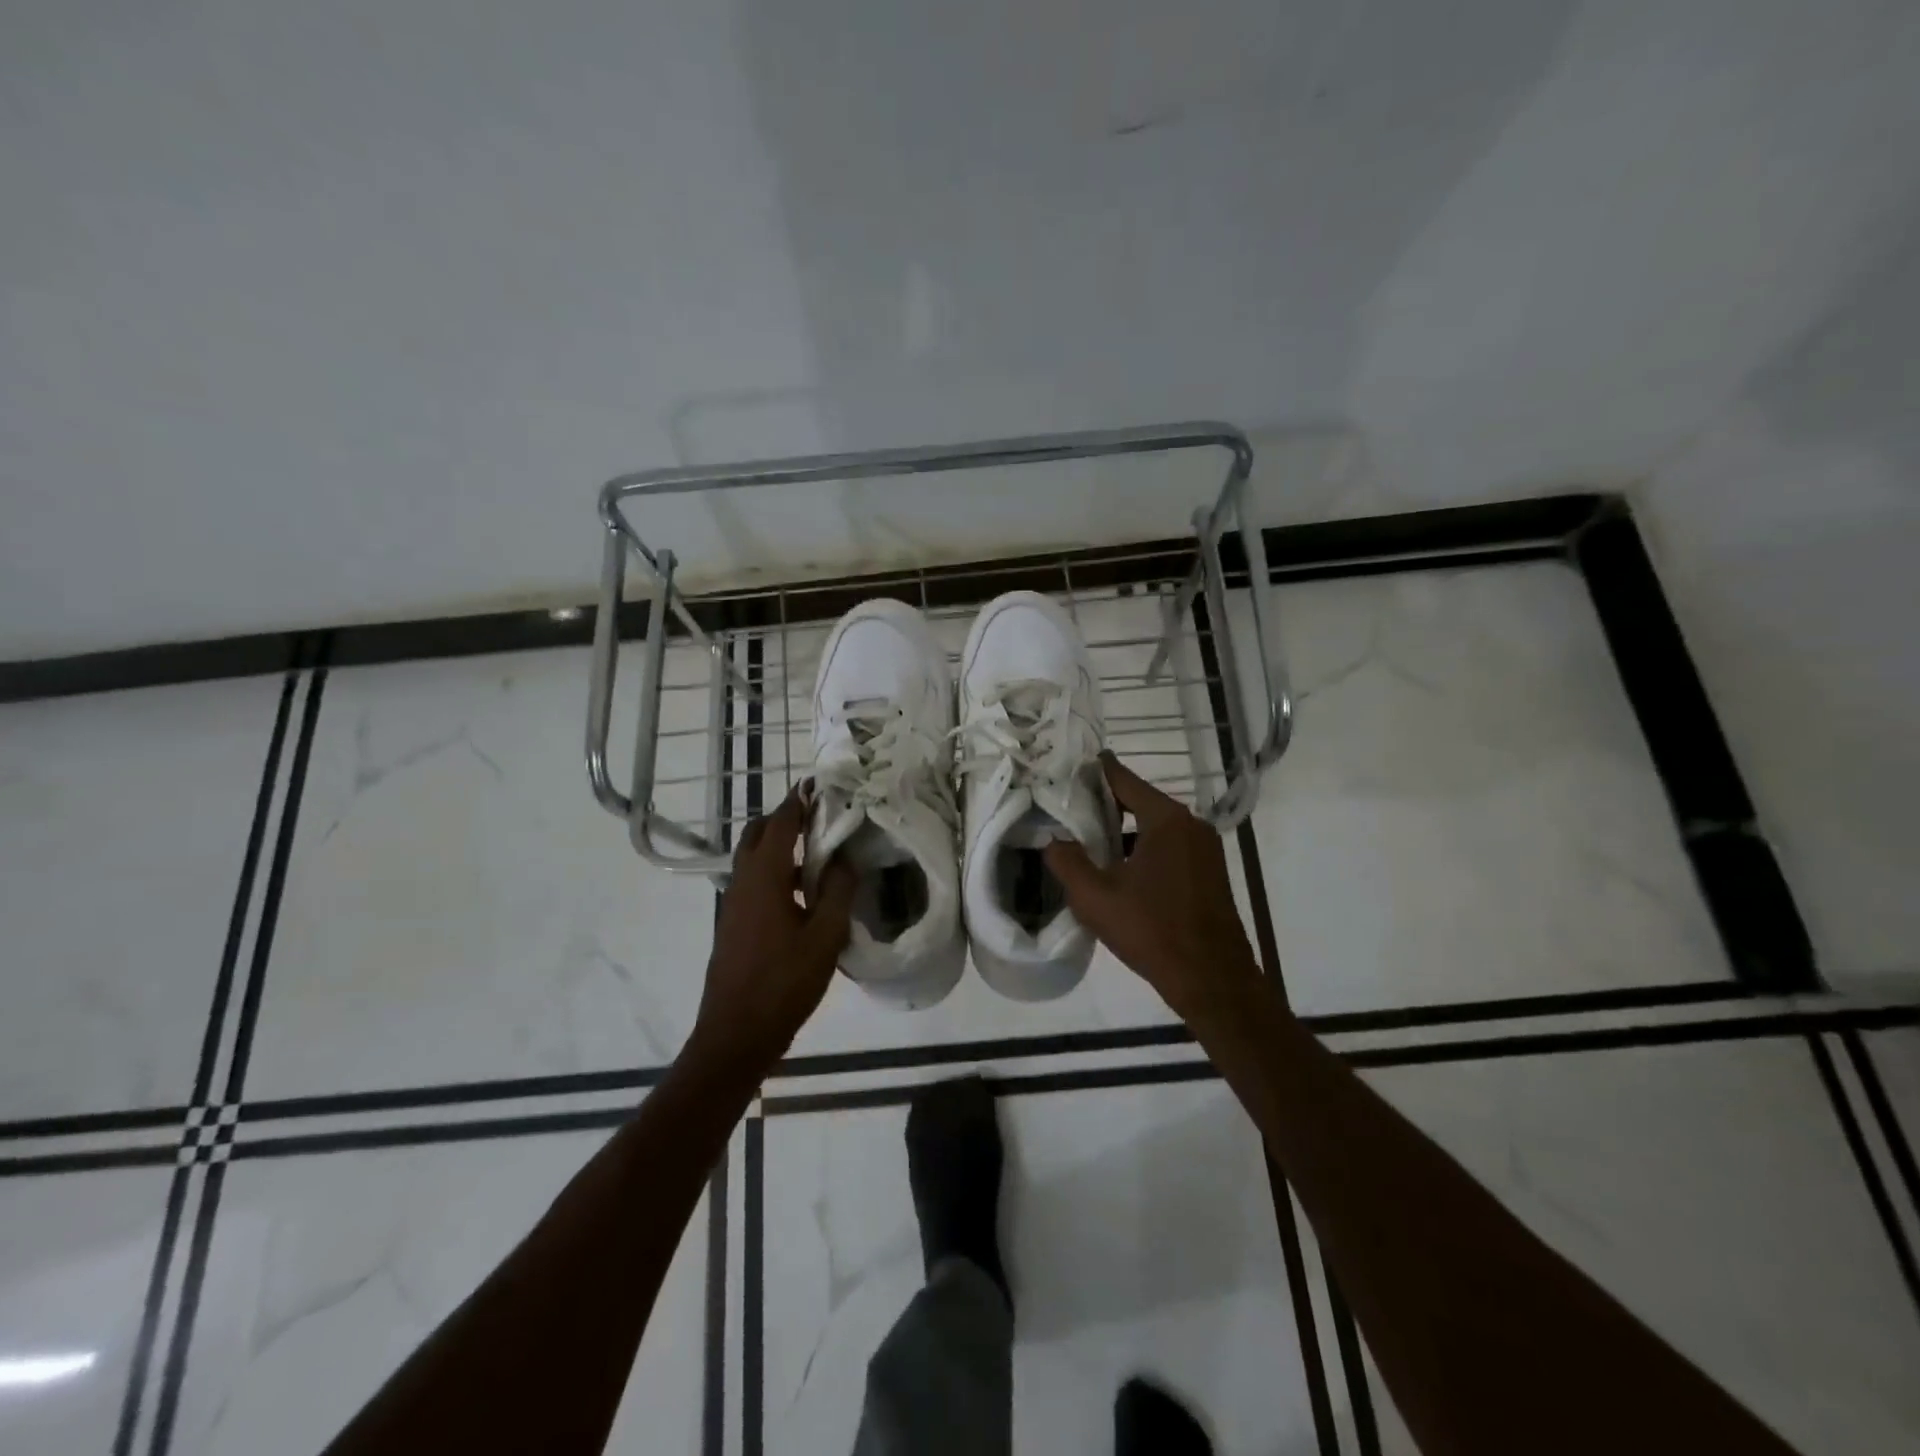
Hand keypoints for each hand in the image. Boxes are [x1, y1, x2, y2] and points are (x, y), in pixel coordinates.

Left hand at [688, 786, 855, 1073]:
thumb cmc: (784, 983)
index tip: (819, 784)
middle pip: (758, 834)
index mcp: (764, 877)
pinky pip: (754, 882)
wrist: (735, 1035)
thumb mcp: (825, 937)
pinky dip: (776, 872)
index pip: (780, 823)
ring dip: (780, 846)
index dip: (799, 801)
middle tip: (819, 816)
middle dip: (784, 818)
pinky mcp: (733, 924)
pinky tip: (804, 894)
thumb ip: (839, 891)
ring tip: (819, 851)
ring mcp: (733, 904)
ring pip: (753, 859)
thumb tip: (847, 857)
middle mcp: (742, 881)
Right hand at [1044, 753, 1263, 1027]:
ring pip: (1156, 826)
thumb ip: (1067, 862)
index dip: (1097, 770)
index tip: (1072, 762)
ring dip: (1125, 830)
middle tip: (1070, 806)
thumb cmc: (1152, 930)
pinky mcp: (1210, 871)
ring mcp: (1205, 848)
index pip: (1124, 780)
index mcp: (1166, 820)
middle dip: (1106, 803)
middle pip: (1141, 801)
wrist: (1212, 979)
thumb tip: (1053, 840)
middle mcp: (1190, 824)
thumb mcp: (1095, 897)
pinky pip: (1170, 846)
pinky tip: (1121, 869)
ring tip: (1089, 840)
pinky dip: (1144, 847)